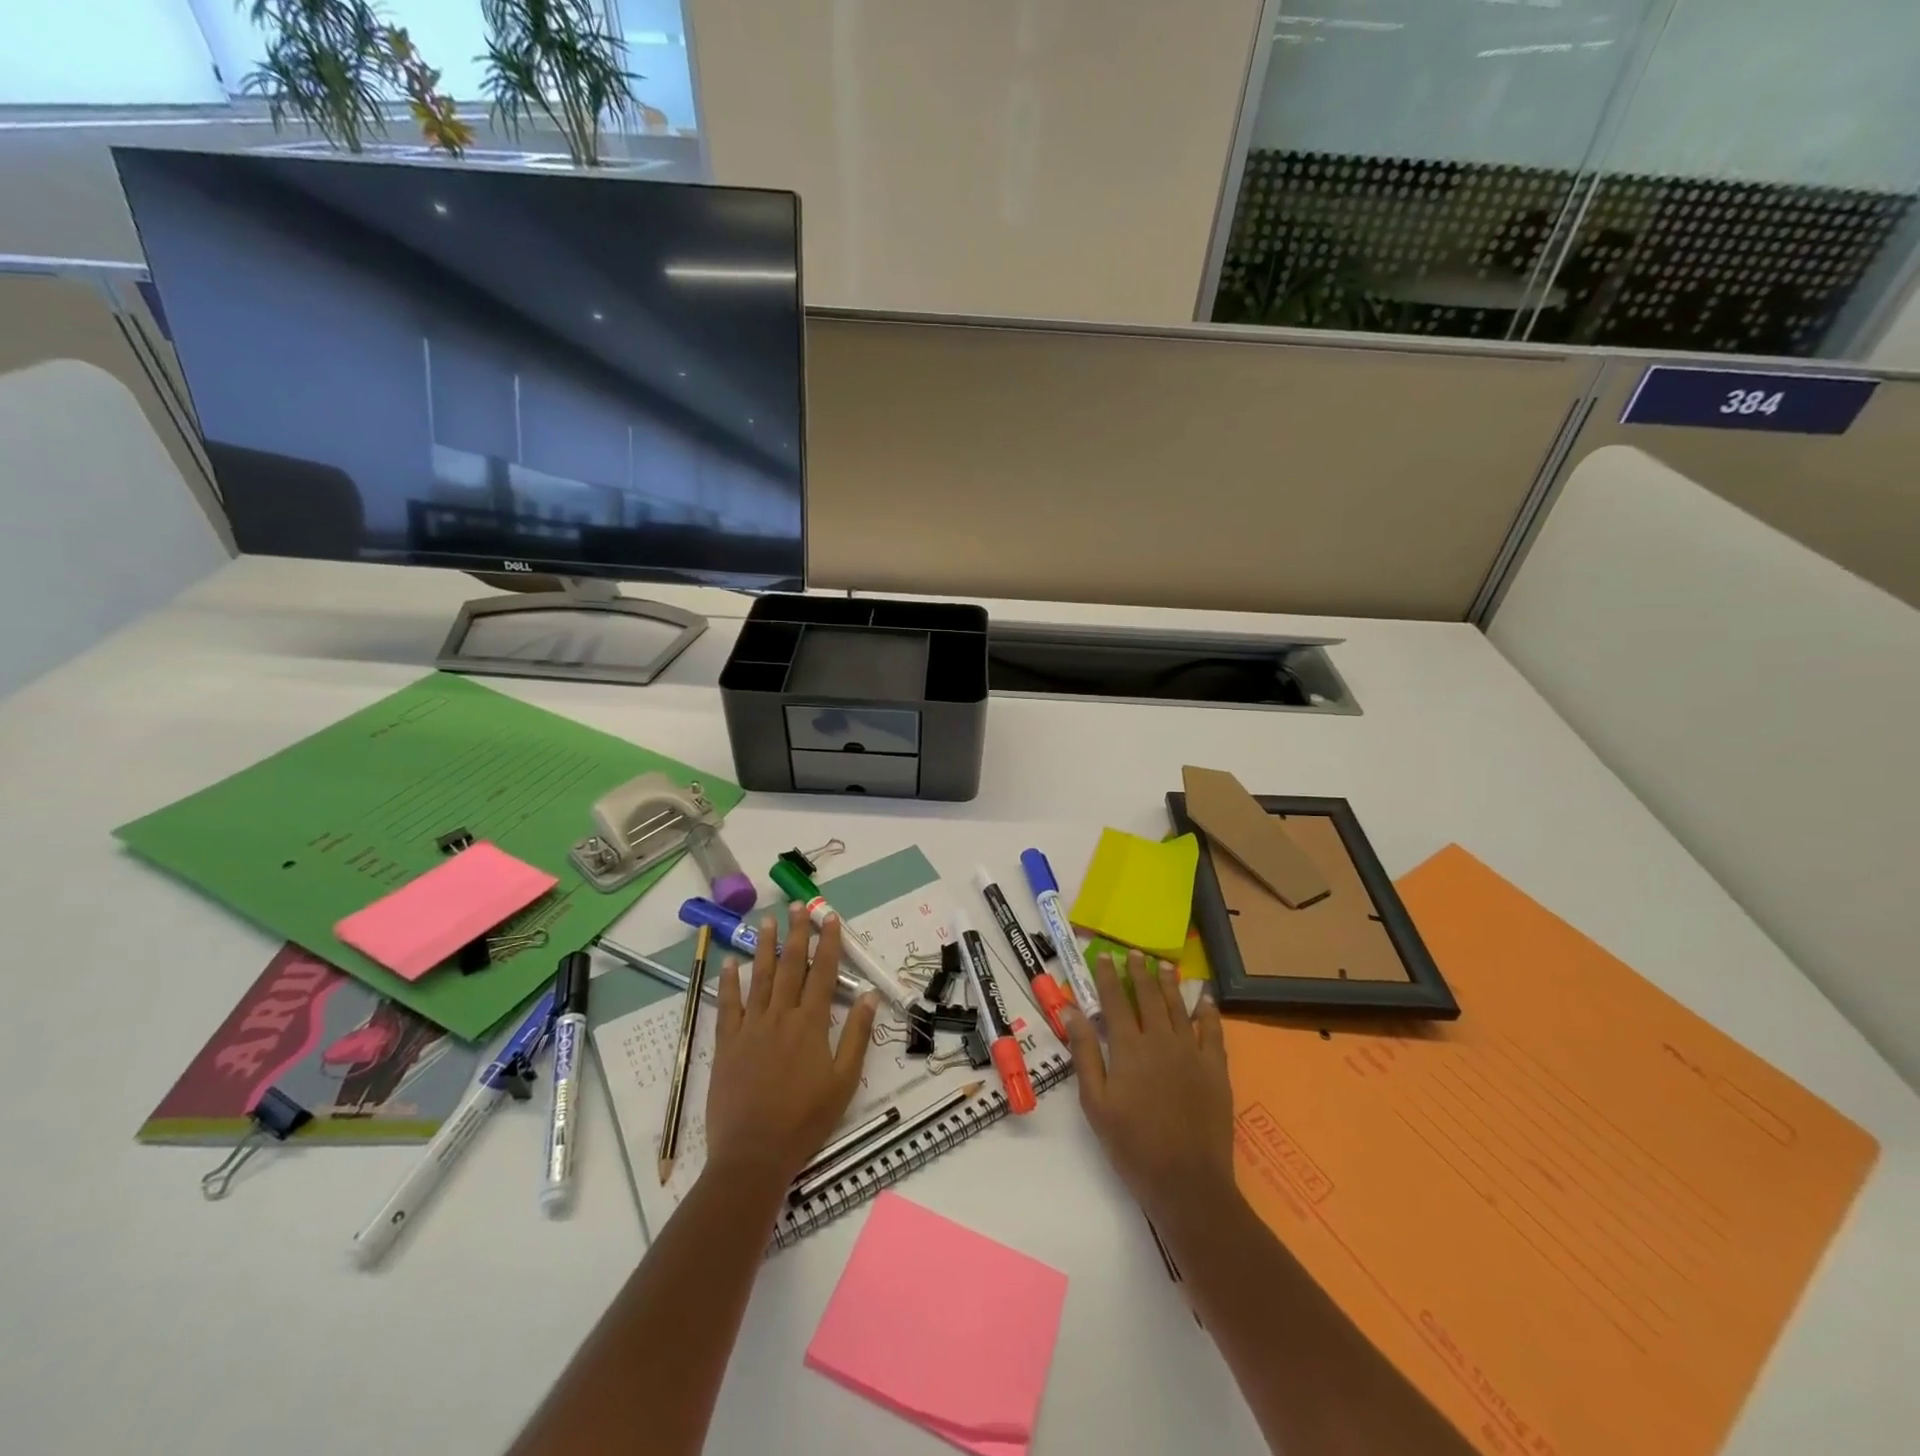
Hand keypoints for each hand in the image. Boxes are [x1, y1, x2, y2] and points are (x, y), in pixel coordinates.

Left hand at [704, 907, 880, 1191]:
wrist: (754, 1153)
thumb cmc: (806, 1120)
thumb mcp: (844, 1081)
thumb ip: (856, 1036)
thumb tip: (869, 996)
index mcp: (811, 1024)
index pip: (823, 973)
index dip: (829, 943)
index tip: (831, 918)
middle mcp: (780, 1016)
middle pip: (790, 965)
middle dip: (797, 933)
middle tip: (798, 906)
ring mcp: (750, 1027)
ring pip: (759, 977)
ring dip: (764, 946)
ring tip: (767, 921)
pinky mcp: (727, 1043)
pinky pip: (728, 1005)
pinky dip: (729, 982)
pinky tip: (731, 963)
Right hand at [1063, 950, 1235, 1231]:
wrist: (1186, 1181)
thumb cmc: (1132, 1145)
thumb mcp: (1095, 1103)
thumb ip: (1085, 1054)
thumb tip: (1072, 1011)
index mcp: (1128, 1048)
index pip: (1115, 1001)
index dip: (1109, 976)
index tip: (1104, 955)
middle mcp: (1160, 1040)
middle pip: (1148, 997)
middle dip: (1139, 972)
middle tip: (1135, 953)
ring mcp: (1191, 1052)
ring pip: (1178, 1007)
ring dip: (1169, 984)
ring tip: (1164, 965)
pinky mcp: (1216, 1069)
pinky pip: (1212, 1031)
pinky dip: (1207, 1011)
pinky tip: (1204, 998)